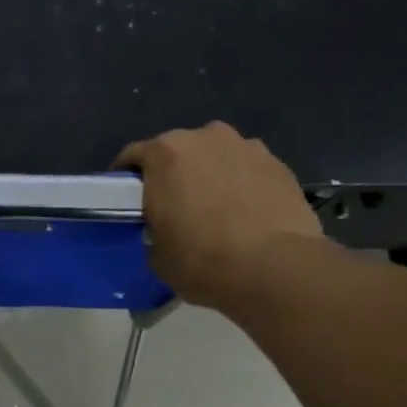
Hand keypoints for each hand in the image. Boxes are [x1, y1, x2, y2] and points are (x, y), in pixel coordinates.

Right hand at [116, 122, 327, 309]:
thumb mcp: (157, 255)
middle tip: (173, 207)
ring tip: (215, 209)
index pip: (134, 156)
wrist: (275, 269)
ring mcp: (247, 146)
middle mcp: (206, 137)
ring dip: (211, 175)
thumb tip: (166, 229)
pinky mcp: (279, 164)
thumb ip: (154, 229)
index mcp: (166, 153)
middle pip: (180, 151)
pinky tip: (245, 213)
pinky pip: (248, 170)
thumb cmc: (202, 260)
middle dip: (173, 174)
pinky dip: (242, 184)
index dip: (126, 179)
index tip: (127, 201)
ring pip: (217, 157)